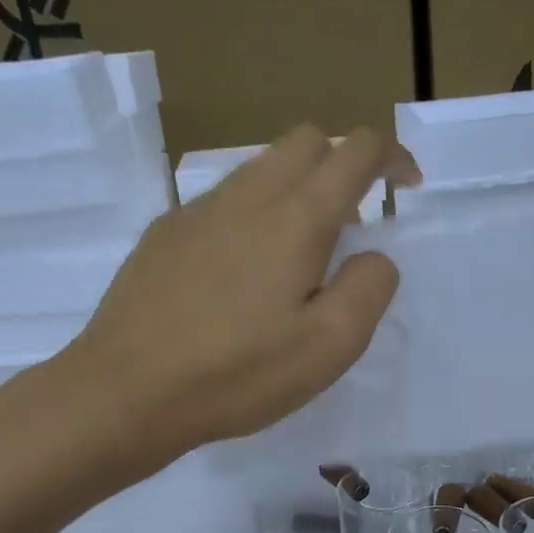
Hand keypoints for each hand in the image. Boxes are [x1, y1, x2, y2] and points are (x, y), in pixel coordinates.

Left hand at [57, 125, 420, 456]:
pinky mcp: (165, 235)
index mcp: (296, 218)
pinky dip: (254, 215)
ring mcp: (197, 211)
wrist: (127, 391)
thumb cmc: (238, 373)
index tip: (406, 188)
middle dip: (343, 163)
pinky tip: (243, 277)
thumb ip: (369, 289)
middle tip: (354, 223)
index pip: (355, 151)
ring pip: (260, 168)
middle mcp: (247, 196)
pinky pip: (223, 202)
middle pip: (305, 141)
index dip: (391, 157)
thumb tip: (374, 256)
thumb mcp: (329, 346)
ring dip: (297, 190)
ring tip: (301, 258)